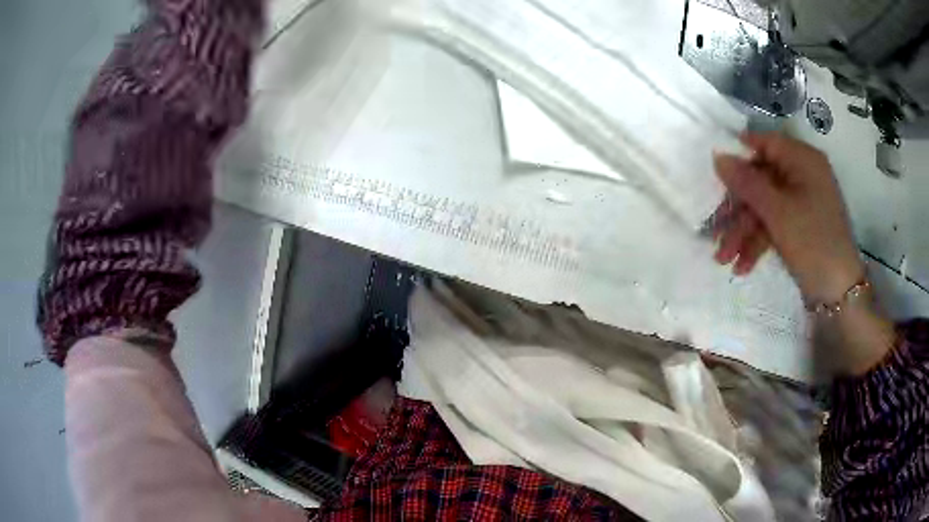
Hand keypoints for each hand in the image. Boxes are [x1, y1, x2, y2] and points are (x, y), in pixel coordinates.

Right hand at [712, 133, 863, 304]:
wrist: (840, 294)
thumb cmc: (813, 243)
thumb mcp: (778, 212)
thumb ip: (747, 182)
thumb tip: (717, 156)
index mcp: (802, 159)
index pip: (763, 144)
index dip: (738, 156)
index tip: (714, 175)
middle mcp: (802, 174)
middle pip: (761, 180)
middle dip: (738, 210)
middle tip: (715, 232)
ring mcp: (801, 202)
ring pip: (764, 207)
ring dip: (744, 233)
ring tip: (725, 260)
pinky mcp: (799, 226)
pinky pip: (774, 224)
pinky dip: (758, 242)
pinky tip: (743, 266)